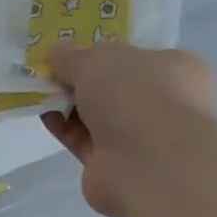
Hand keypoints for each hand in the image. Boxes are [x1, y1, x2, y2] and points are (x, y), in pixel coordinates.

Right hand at [45, 42, 216, 216]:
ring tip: (39, 91)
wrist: (144, 163)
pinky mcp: (115, 164)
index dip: (106, 52)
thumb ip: (73, 56)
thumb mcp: (97, 59)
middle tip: (51, 70)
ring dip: (69, 104)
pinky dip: (65, 128)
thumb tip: (58, 51)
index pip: (140, 57)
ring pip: (97, 115)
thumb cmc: (134, 94)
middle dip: (81, 80)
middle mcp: (164, 103)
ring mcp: (141, 137)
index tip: (75, 51)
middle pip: (114, 87)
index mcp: (177, 70)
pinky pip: (85, 140)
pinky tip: (45, 116)